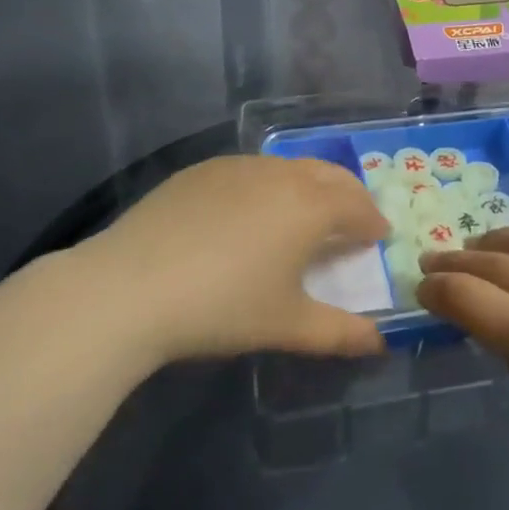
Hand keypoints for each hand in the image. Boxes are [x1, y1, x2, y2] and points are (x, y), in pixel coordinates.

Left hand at [77, 156, 388, 363]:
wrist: (129, 287)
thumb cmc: (222, 307)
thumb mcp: (287, 326)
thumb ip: (340, 333)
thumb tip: (379, 343)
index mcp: (311, 206)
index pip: (358, 206)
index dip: (373, 222)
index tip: (378, 237)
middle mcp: (281, 175)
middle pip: (330, 175)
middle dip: (349, 195)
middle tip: (353, 220)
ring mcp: (239, 166)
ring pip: (290, 167)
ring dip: (310, 186)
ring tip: (304, 214)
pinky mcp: (202, 170)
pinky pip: (251, 170)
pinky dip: (268, 185)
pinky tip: (249, 213)